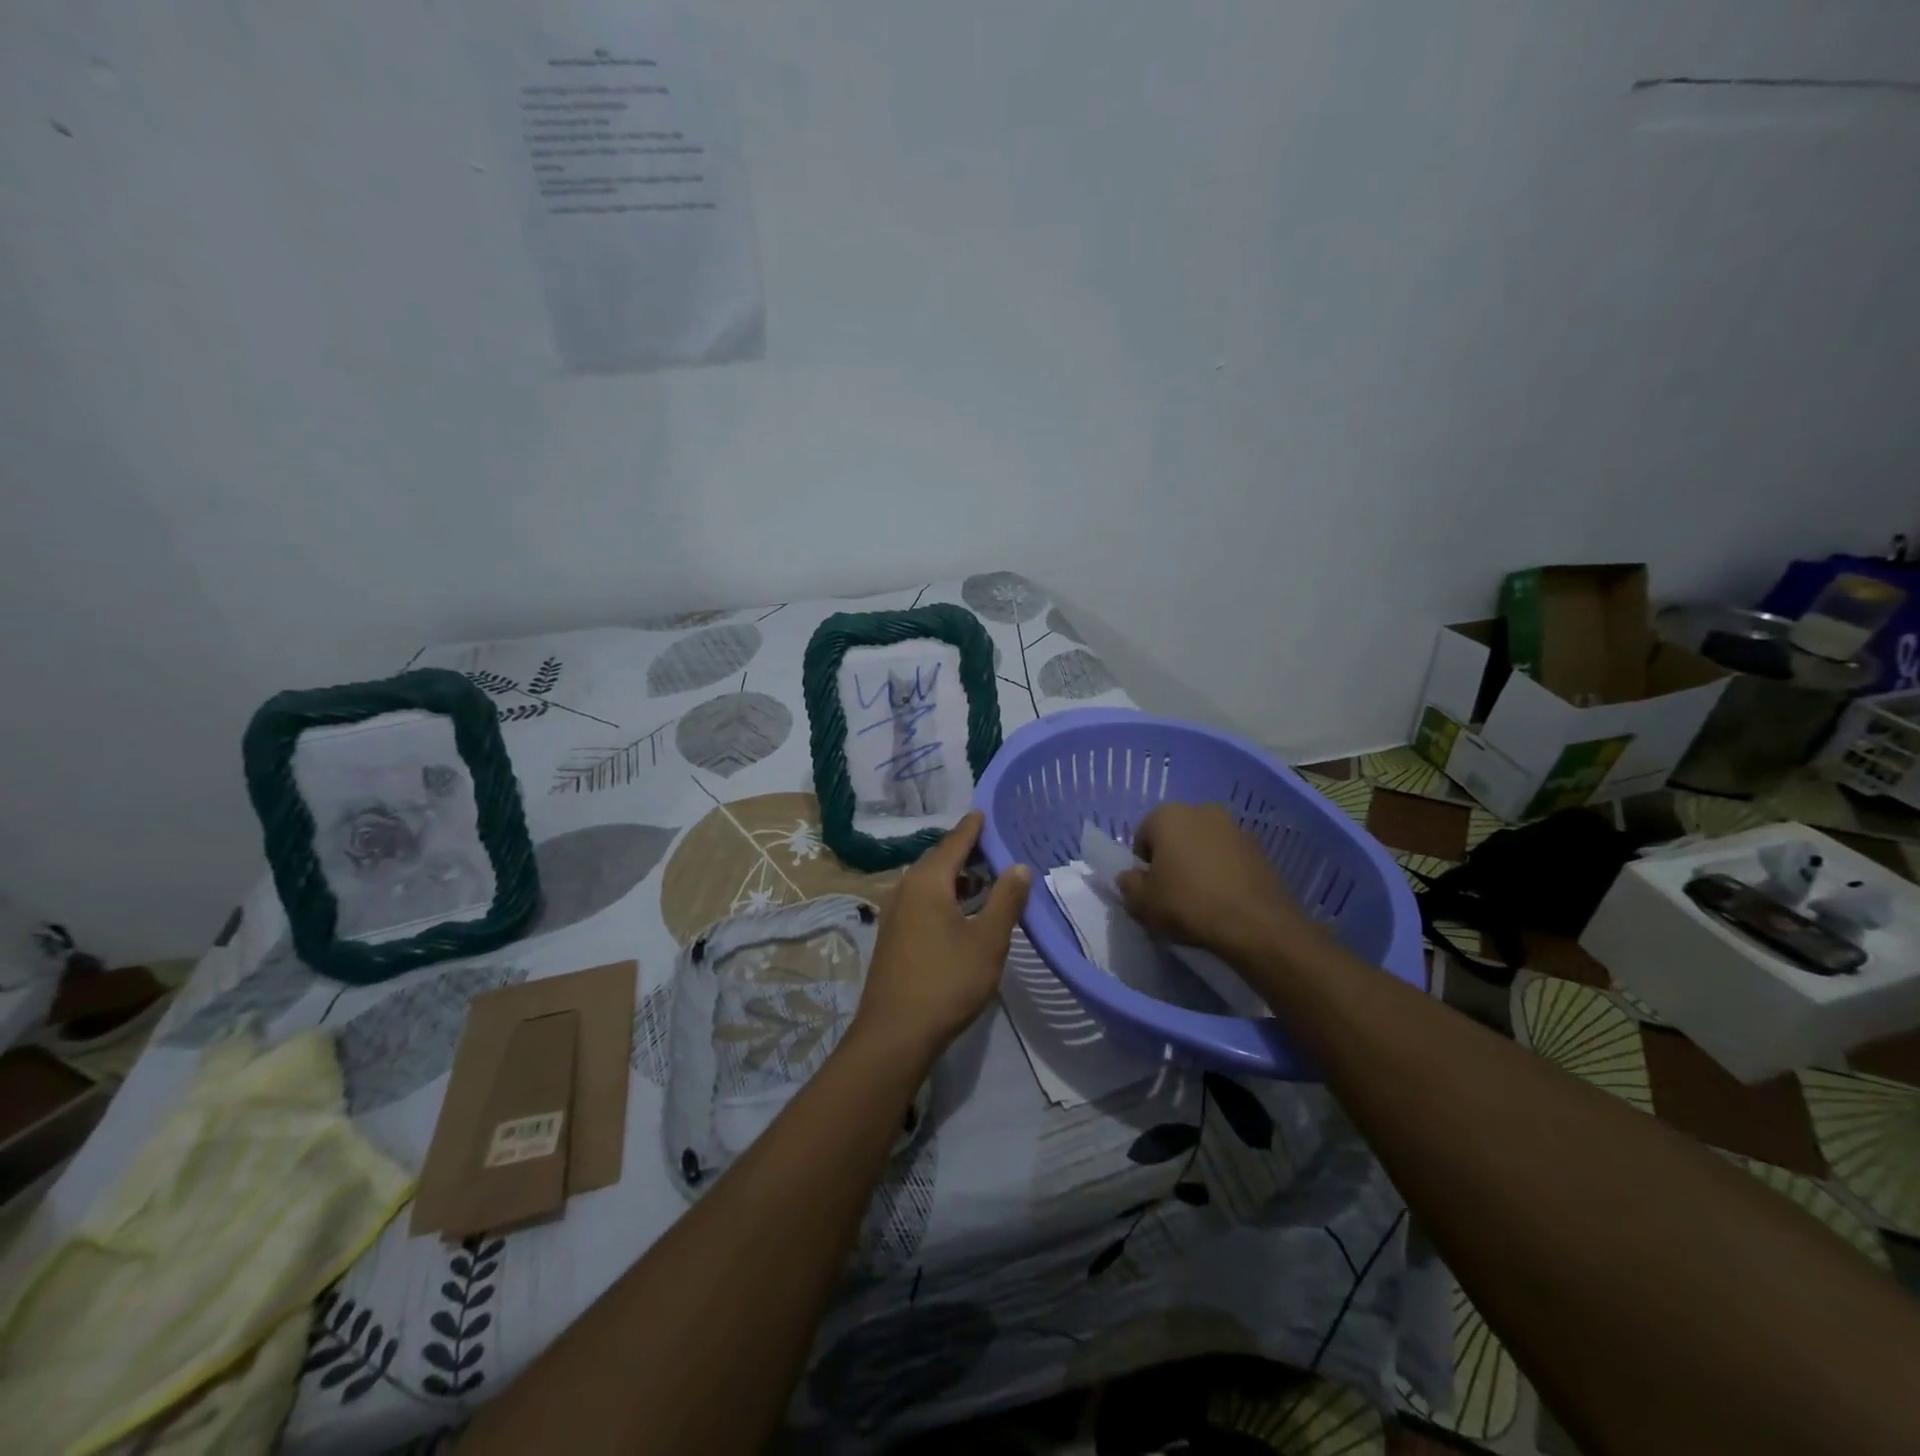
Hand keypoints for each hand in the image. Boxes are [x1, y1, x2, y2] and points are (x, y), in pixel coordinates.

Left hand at [851, 811, 1030, 1066]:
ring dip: (953, 877)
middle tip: (991, 846)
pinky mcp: (891, 936)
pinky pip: (919, 901)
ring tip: (982, 880)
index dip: (971, 828)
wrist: (895, 1033)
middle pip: (937, 860)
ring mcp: (893, 913)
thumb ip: (1006, 900)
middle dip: (964, 852)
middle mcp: (904, 889)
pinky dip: (941, 896)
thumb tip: (1018, 866)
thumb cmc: (947, 981)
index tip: (983, 812)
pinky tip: (959, 912)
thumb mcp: (988, 941)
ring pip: (927, 883)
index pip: (953, 843)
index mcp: (927, 882)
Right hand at [1117, 802, 1307, 961]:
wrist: (1257, 925)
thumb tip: (1131, 877)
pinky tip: (1225, 900)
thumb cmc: (1188, 905)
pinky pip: (1229, 859)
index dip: (1143, 866)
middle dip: (1171, 860)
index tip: (1151, 891)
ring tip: (1201, 900)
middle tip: (1173, 895)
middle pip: (1174, 837)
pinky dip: (1223, 873)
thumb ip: (1128, 885)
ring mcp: (1234, 827)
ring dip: (1198, 865)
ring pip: (1203, 846)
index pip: (1142, 837)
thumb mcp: (1142, 903)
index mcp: (1167, 815)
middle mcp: (1201, 810)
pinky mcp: (1259, 848)